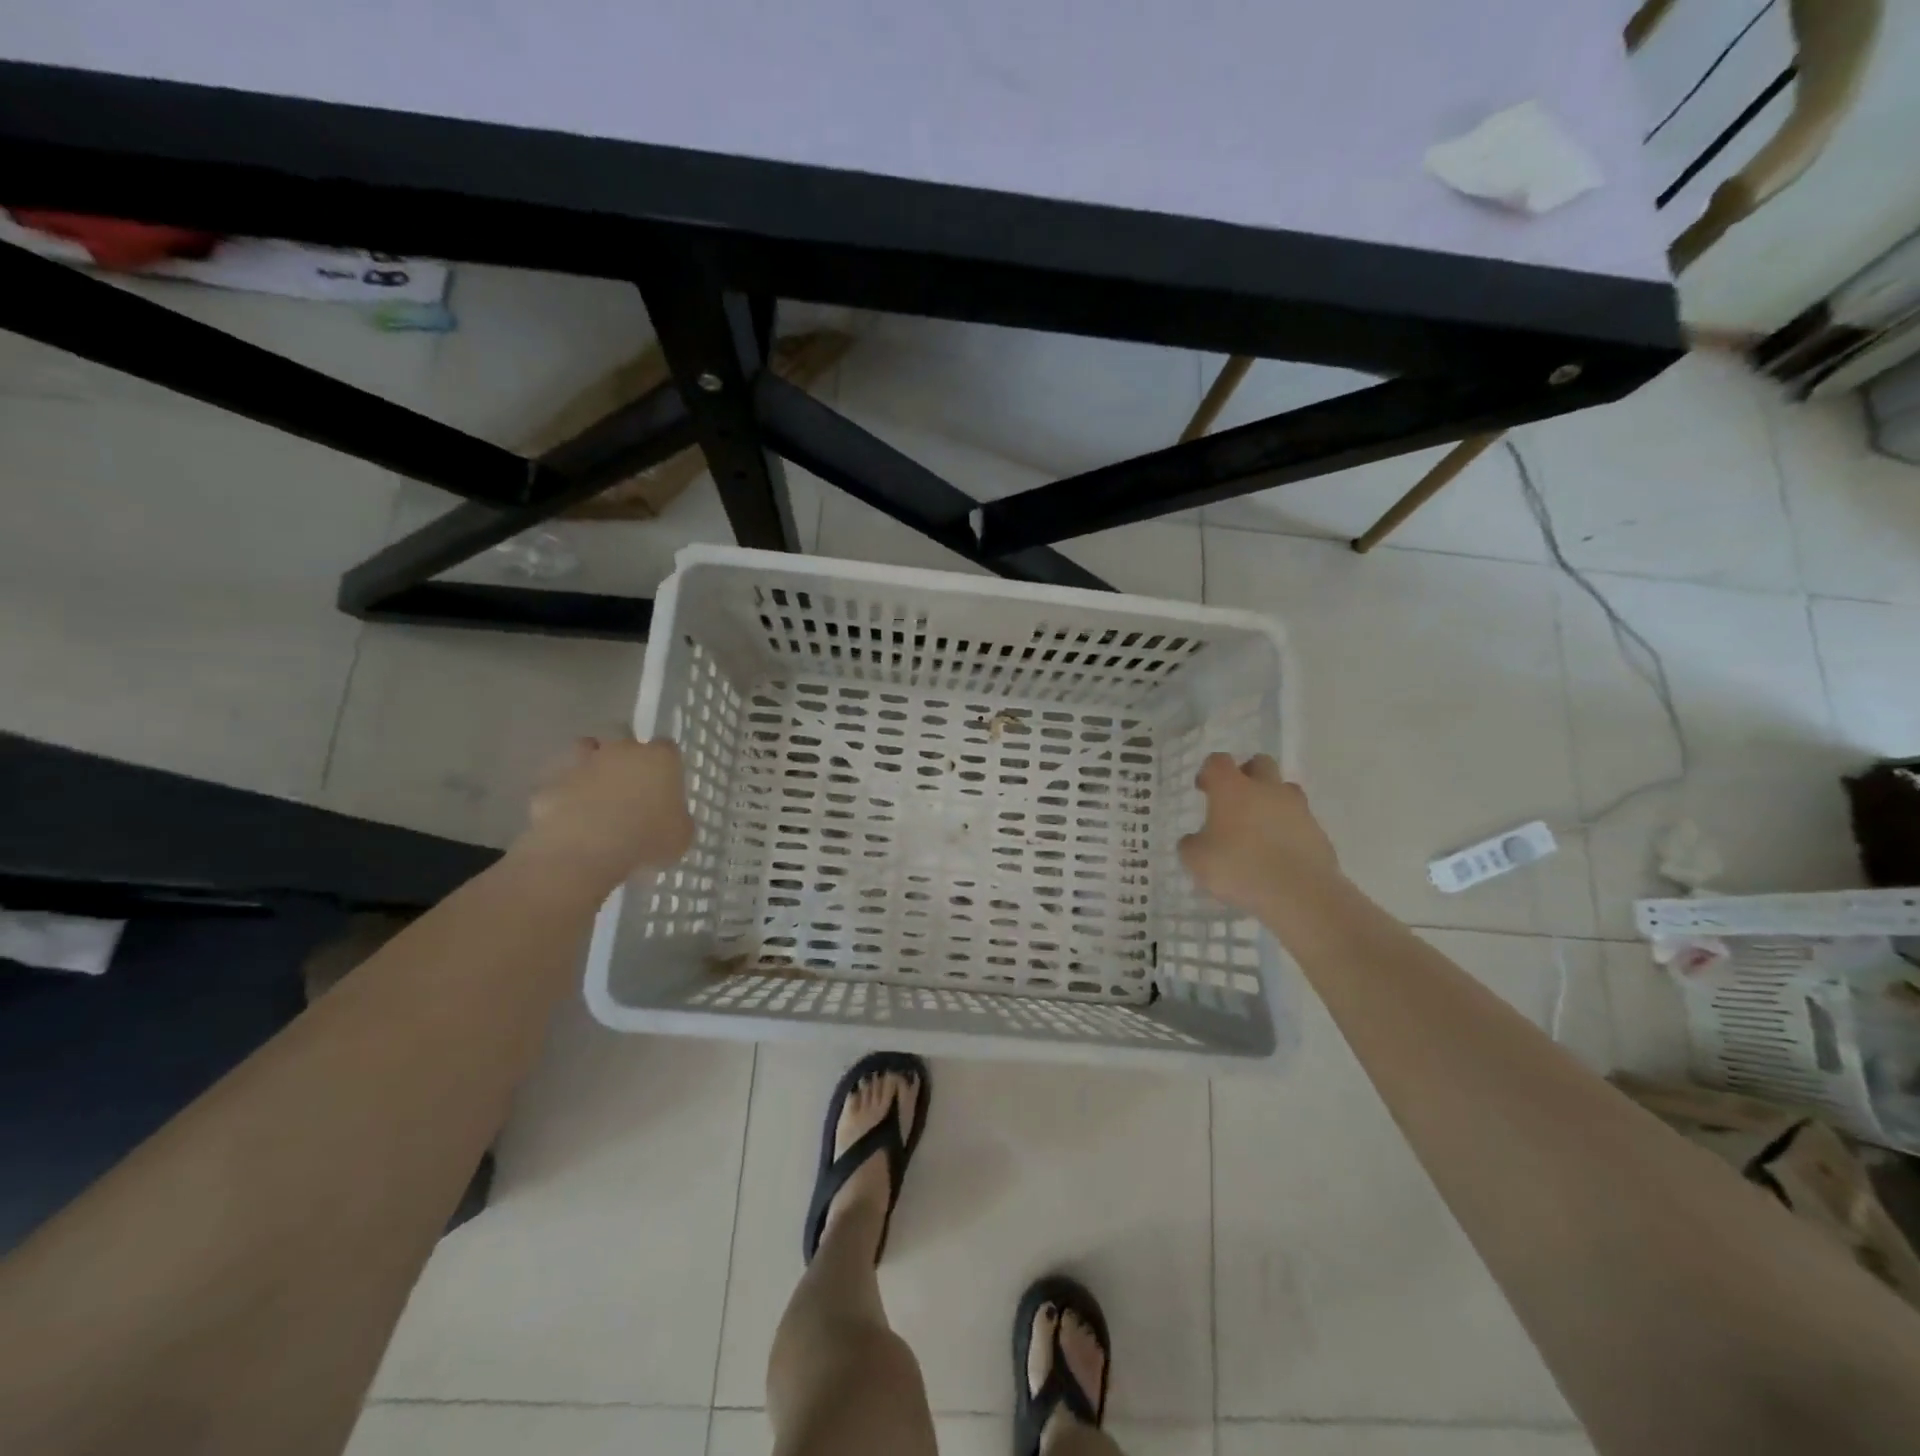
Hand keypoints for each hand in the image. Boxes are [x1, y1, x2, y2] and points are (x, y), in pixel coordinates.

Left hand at [514, 736, 694, 891]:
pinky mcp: (551, 783)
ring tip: (595, 796)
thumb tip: (670, 818)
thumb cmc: (646, 839)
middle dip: (627, 763)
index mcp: (659, 758)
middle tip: (630, 792)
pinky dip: (564, 796)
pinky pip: (561, 785)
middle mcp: (621, 750)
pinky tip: (569, 819)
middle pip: (625, 744)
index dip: (665, 765)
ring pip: (586, 752)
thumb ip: (677, 818)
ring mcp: (582, 763)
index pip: (667, 748)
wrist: (585, 852)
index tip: (665, 785)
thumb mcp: (681, 835)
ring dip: (591, 767)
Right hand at [1177, 753, 1342, 921]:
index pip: (1218, 761)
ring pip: (1284, 790)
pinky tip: (1279, 853)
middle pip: (1259, 763)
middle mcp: (1266, 789)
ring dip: (1272, 800)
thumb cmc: (1239, 868)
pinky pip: (1300, 820)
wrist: (1299, 893)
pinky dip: (1289, 829)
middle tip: (1236, 800)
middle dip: (1247, 774)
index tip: (1203, 790)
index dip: (1209, 772)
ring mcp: (1297, 808)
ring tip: (1260, 828)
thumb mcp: (1197, 861)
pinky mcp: (1318, 831)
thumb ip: (1191, 845)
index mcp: (1232, 789)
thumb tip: (1195, 840)